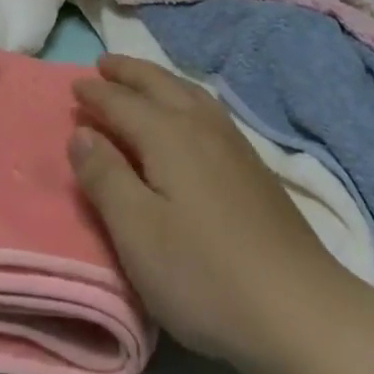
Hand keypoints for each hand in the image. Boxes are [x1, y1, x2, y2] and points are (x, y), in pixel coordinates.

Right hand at [69, 55, 337, 371]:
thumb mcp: (138, 233)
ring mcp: (232, 141)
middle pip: (157, 84)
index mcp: (167, 134)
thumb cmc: (205, 274)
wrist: (300, 309)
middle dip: (127, 72)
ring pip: (186, 91)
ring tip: (141, 79)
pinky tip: (189, 113)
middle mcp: (199, 124)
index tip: (73, 84)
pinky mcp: (253, 164)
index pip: (121, 102)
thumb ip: (105, 178)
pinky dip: (184, 95)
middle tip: (103, 64)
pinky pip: (206, 107)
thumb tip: (81, 132)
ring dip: (157, 79)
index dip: (95, 93)